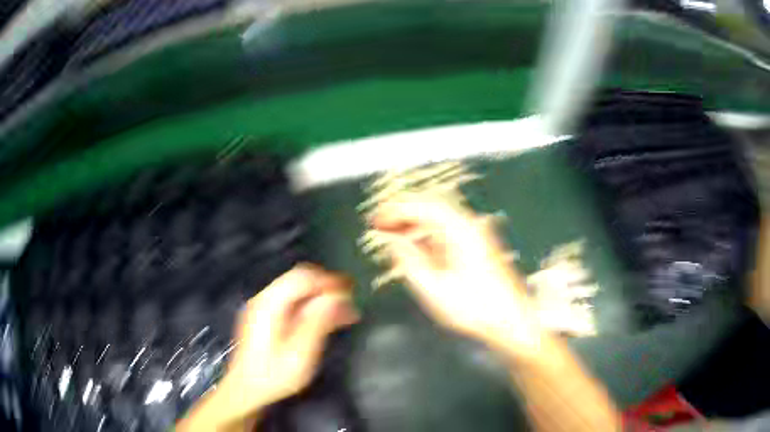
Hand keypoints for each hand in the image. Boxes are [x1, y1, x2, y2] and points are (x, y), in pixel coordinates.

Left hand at [217, 264, 358, 420]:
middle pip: (299, 280)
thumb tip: (336, 297)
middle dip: (326, 288)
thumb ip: (317, 323)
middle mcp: (264, 300)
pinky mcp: (266, 318)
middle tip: (350, 302)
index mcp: (269, 305)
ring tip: (345, 313)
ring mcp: (263, 308)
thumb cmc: (274, 376)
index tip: (351, 291)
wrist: (247, 390)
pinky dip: (311, 307)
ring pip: (297, 291)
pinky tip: (327, 320)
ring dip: (321, 298)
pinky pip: (292, 303)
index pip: (302, 278)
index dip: (328, 281)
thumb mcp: (300, 354)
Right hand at [371, 193, 539, 349]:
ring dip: (415, 223)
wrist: (511, 321)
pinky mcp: (479, 246)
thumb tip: (393, 242)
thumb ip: (409, 261)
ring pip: (440, 218)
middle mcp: (471, 226)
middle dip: (403, 213)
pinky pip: (448, 230)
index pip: (423, 207)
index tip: (377, 218)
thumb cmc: (474, 309)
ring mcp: (477, 235)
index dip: (395, 210)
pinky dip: (429, 234)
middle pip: (432, 207)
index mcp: (460, 231)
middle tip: (381, 224)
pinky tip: (417, 246)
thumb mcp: (433, 288)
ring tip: (394, 235)